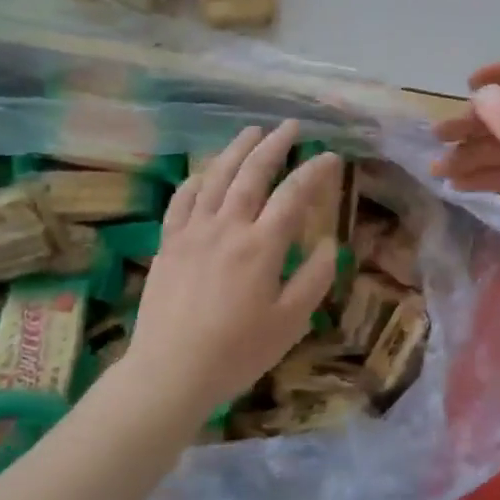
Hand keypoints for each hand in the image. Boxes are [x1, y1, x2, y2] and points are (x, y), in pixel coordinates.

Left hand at [117, 121, 339, 420]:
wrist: (169, 372)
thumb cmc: (237, 352)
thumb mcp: (290, 322)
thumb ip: (314, 278)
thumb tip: (330, 244)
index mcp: (261, 246)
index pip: (294, 195)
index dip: (314, 171)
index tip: (331, 156)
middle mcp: (227, 227)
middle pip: (253, 173)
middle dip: (275, 145)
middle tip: (291, 126)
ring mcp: (193, 232)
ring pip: (216, 177)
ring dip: (236, 150)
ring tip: (252, 131)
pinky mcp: (169, 243)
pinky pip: (182, 199)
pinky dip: (197, 179)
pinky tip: (205, 172)